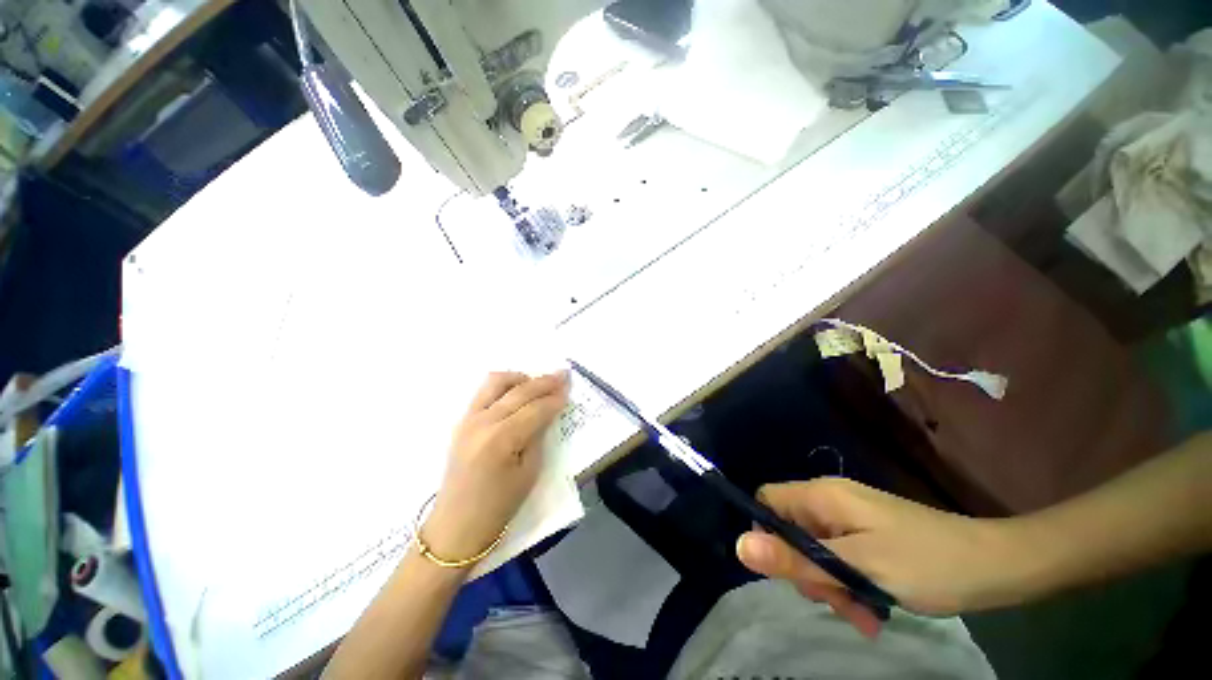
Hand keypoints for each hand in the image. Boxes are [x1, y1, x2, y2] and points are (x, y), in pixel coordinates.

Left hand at [422, 371, 568, 562]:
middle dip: (545, 382)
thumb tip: (548, 411)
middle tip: (563, 375)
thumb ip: (539, 435)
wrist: (457, 524)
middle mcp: (482, 421)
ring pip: (497, 381)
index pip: (536, 409)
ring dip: (521, 378)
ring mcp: (468, 418)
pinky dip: (505, 386)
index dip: (555, 398)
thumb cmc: (499, 505)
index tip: (570, 387)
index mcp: (501, 439)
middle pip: (519, 391)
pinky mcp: (462, 420)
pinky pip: (484, 391)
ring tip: (537, 384)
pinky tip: (517, 393)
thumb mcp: (530, 472)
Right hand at [736, 478, 1022, 637]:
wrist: (997, 566)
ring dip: (832, 585)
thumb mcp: (857, 569)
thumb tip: (738, 546)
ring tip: (864, 616)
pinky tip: (873, 613)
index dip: (765, 533)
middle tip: (837, 603)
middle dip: (806, 571)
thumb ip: (796, 559)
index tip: (786, 572)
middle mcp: (831, 501)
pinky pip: (841, 559)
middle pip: (792, 530)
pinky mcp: (868, 537)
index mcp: (822, 496)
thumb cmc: (926, 564)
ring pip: (817, 550)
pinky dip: (850, 585)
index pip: (767, 501)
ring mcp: (851, 519)